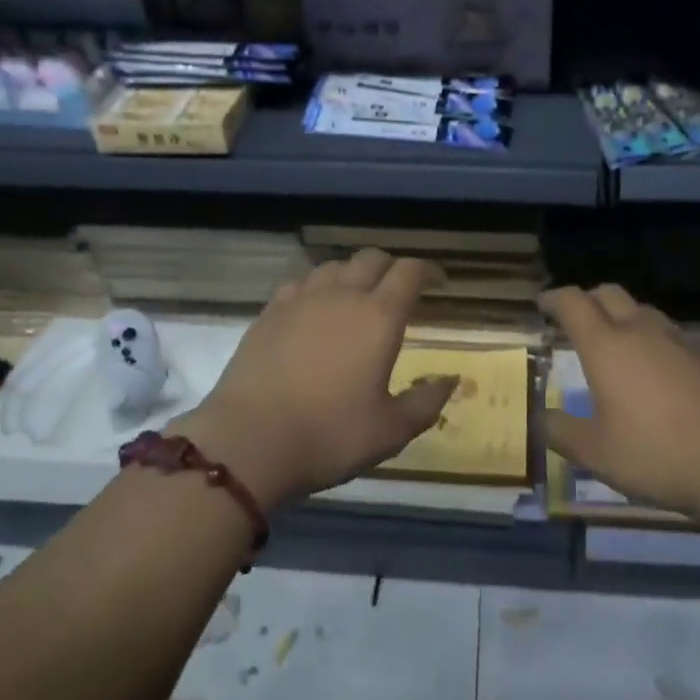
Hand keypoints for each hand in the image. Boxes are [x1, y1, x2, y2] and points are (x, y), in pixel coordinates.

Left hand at [171, 249, 452, 508]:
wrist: (249, 440)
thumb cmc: (329, 435)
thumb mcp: (390, 431)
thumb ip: (425, 402)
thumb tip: (449, 380)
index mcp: (379, 316)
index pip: (410, 272)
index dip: (428, 270)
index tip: (438, 282)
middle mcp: (342, 295)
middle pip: (371, 258)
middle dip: (391, 267)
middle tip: (398, 290)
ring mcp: (301, 299)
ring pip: (334, 266)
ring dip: (353, 274)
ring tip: (356, 297)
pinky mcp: (269, 312)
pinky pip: (300, 283)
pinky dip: (317, 288)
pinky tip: (313, 310)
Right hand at [542, 284, 699, 523]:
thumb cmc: (656, 453)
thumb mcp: (596, 453)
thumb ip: (563, 433)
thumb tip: (542, 419)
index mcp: (606, 346)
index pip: (573, 303)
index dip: (555, 298)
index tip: (544, 304)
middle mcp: (642, 331)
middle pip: (610, 294)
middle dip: (589, 299)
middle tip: (577, 317)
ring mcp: (680, 342)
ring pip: (644, 313)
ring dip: (624, 318)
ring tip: (617, 344)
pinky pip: (673, 338)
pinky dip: (655, 344)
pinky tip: (658, 375)